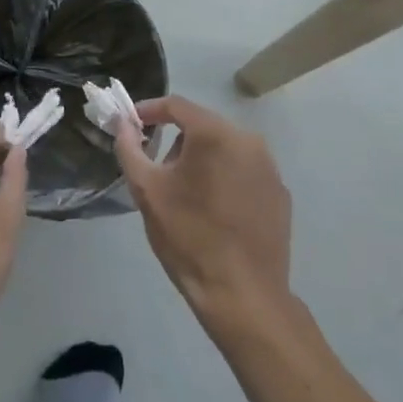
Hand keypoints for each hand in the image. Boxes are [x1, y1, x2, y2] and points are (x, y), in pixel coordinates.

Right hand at [115, 96, 291, 333]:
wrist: (243, 295)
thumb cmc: (188, 237)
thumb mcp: (147, 191)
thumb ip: (129, 148)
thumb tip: (122, 122)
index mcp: (215, 134)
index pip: (176, 105)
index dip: (150, 111)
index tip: (132, 125)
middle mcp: (248, 140)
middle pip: (203, 126)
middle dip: (176, 141)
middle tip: (158, 169)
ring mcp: (269, 167)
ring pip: (225, 148)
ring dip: (203, 160)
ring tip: (188, 196)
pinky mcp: (280, 193)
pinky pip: (245, 171)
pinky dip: (227, 179)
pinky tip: (217, 212)